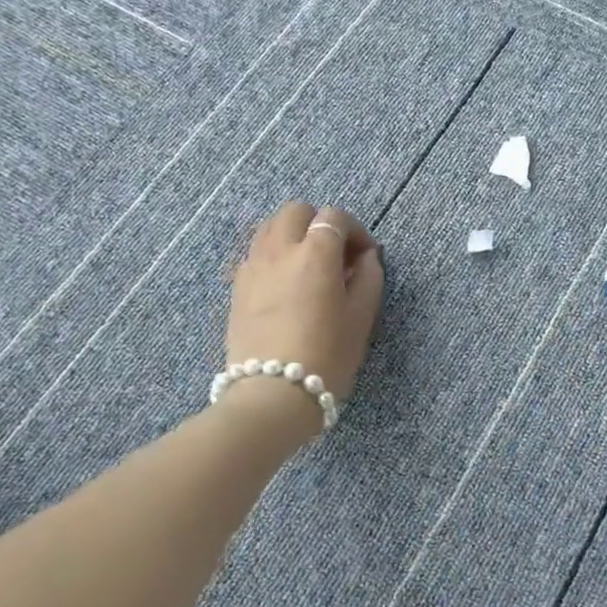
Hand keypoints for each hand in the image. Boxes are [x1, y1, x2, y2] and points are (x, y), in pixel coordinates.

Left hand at [225, 203, 384, 432]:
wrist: (272, 395)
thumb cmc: (327, 357)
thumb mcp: (361, 318)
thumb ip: (369, 278)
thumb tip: (366, 257)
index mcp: (315, 254)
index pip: (334, 217)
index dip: (355, 231)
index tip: (365, 257)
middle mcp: (279, 250)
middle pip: (296, 211)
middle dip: (319, 223)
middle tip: (335, 255)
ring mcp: (252, 267)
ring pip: (270, 228)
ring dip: (293, 235)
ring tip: (308, 266)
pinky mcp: (236, 288)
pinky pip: (255, 254)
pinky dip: (273, 256)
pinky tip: (285, 285)